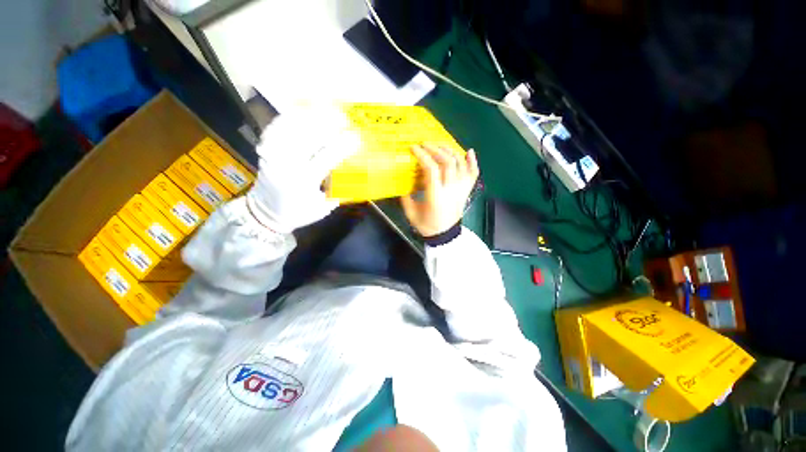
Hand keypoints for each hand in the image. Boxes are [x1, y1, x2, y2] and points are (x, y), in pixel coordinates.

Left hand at [247, 106, 359, 232]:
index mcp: (303, 182)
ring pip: (291, 127)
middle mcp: (286, 164)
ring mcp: (272, 154)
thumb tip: (355, 175)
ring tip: (326, 109)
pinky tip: (303, 111)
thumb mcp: (323, 208)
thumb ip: (338, 192)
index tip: (357, 137)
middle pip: (308, 135)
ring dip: (310, 116)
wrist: (264, 214)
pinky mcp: (265, 150)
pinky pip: (276, 127)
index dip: (343, 146)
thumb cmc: (298, 214)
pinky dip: (290, 117)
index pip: (326, 158)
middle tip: (344, 117)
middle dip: (328, 123)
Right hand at [401, 144, 478, 237]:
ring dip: (450, 151)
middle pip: (447, 162)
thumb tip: (403, 182)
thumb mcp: (411, 213)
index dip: (422, 155)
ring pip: (460, 164)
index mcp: (436, 196)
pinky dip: (473, 162)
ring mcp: (461, 190)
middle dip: (435, 149)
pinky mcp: (466, 191)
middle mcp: (451, 190)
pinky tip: (469, 151)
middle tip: (425, 144)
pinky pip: (473, 174)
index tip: (414, 148)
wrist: (445, 235)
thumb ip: (406, 197)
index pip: (431, 169)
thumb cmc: (427, 226)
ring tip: (440, 145)